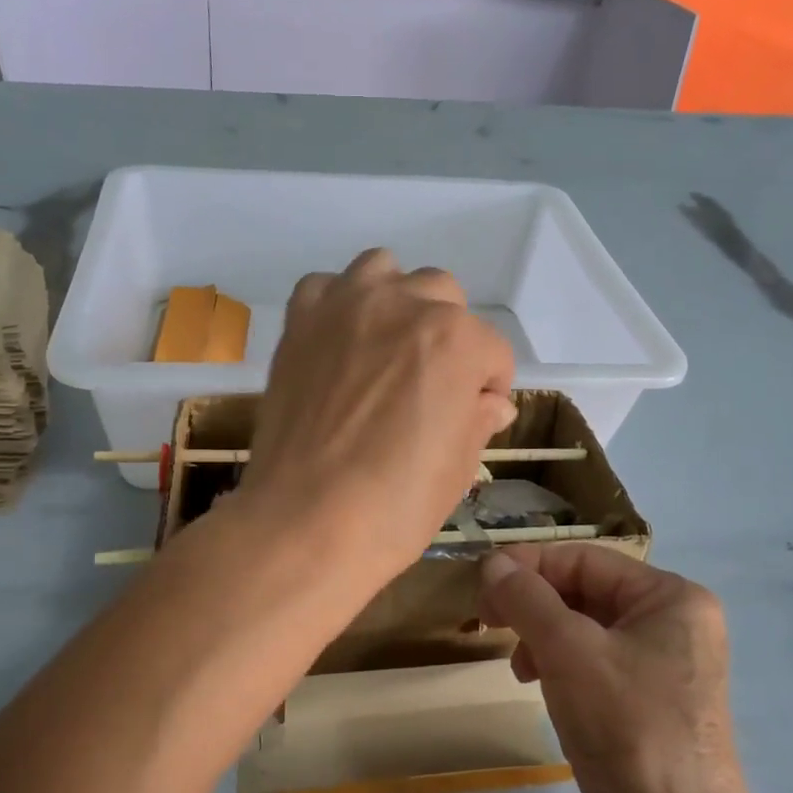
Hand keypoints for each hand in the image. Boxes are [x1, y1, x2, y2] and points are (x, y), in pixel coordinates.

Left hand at [240, 249, 515, 581]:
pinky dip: (338, 304)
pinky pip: (325, 286)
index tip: (475, 413)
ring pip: (385, 270)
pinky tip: (339, 342)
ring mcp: (346, 306)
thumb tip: (490, 402)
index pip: (492, 350)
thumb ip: (478, 419)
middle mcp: (405, 304)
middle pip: (443, 296)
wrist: (305, 522)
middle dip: (449, 335)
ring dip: (396, 300)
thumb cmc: (396, 505)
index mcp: (457, 339)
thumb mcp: (459, 468)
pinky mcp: (300, 320)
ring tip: (387, 346)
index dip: (489, 386)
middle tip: (431, 383)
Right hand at [478, 546, 757, 792]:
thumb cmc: (627, 728)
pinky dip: (558, 666)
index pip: (585, 559)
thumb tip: (492, 563)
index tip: (480, 585)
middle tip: (489, 622)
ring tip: (518, 666)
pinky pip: (592, 665)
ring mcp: (663, 669)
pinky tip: (537, 685)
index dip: (528, 566)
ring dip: (541, 636)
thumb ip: (526, 598)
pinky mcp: (646, 707)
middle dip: (533, 604)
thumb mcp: (568, 651)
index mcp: (672, 598)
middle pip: (585, 591)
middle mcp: (674, 625)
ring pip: (584, 629)